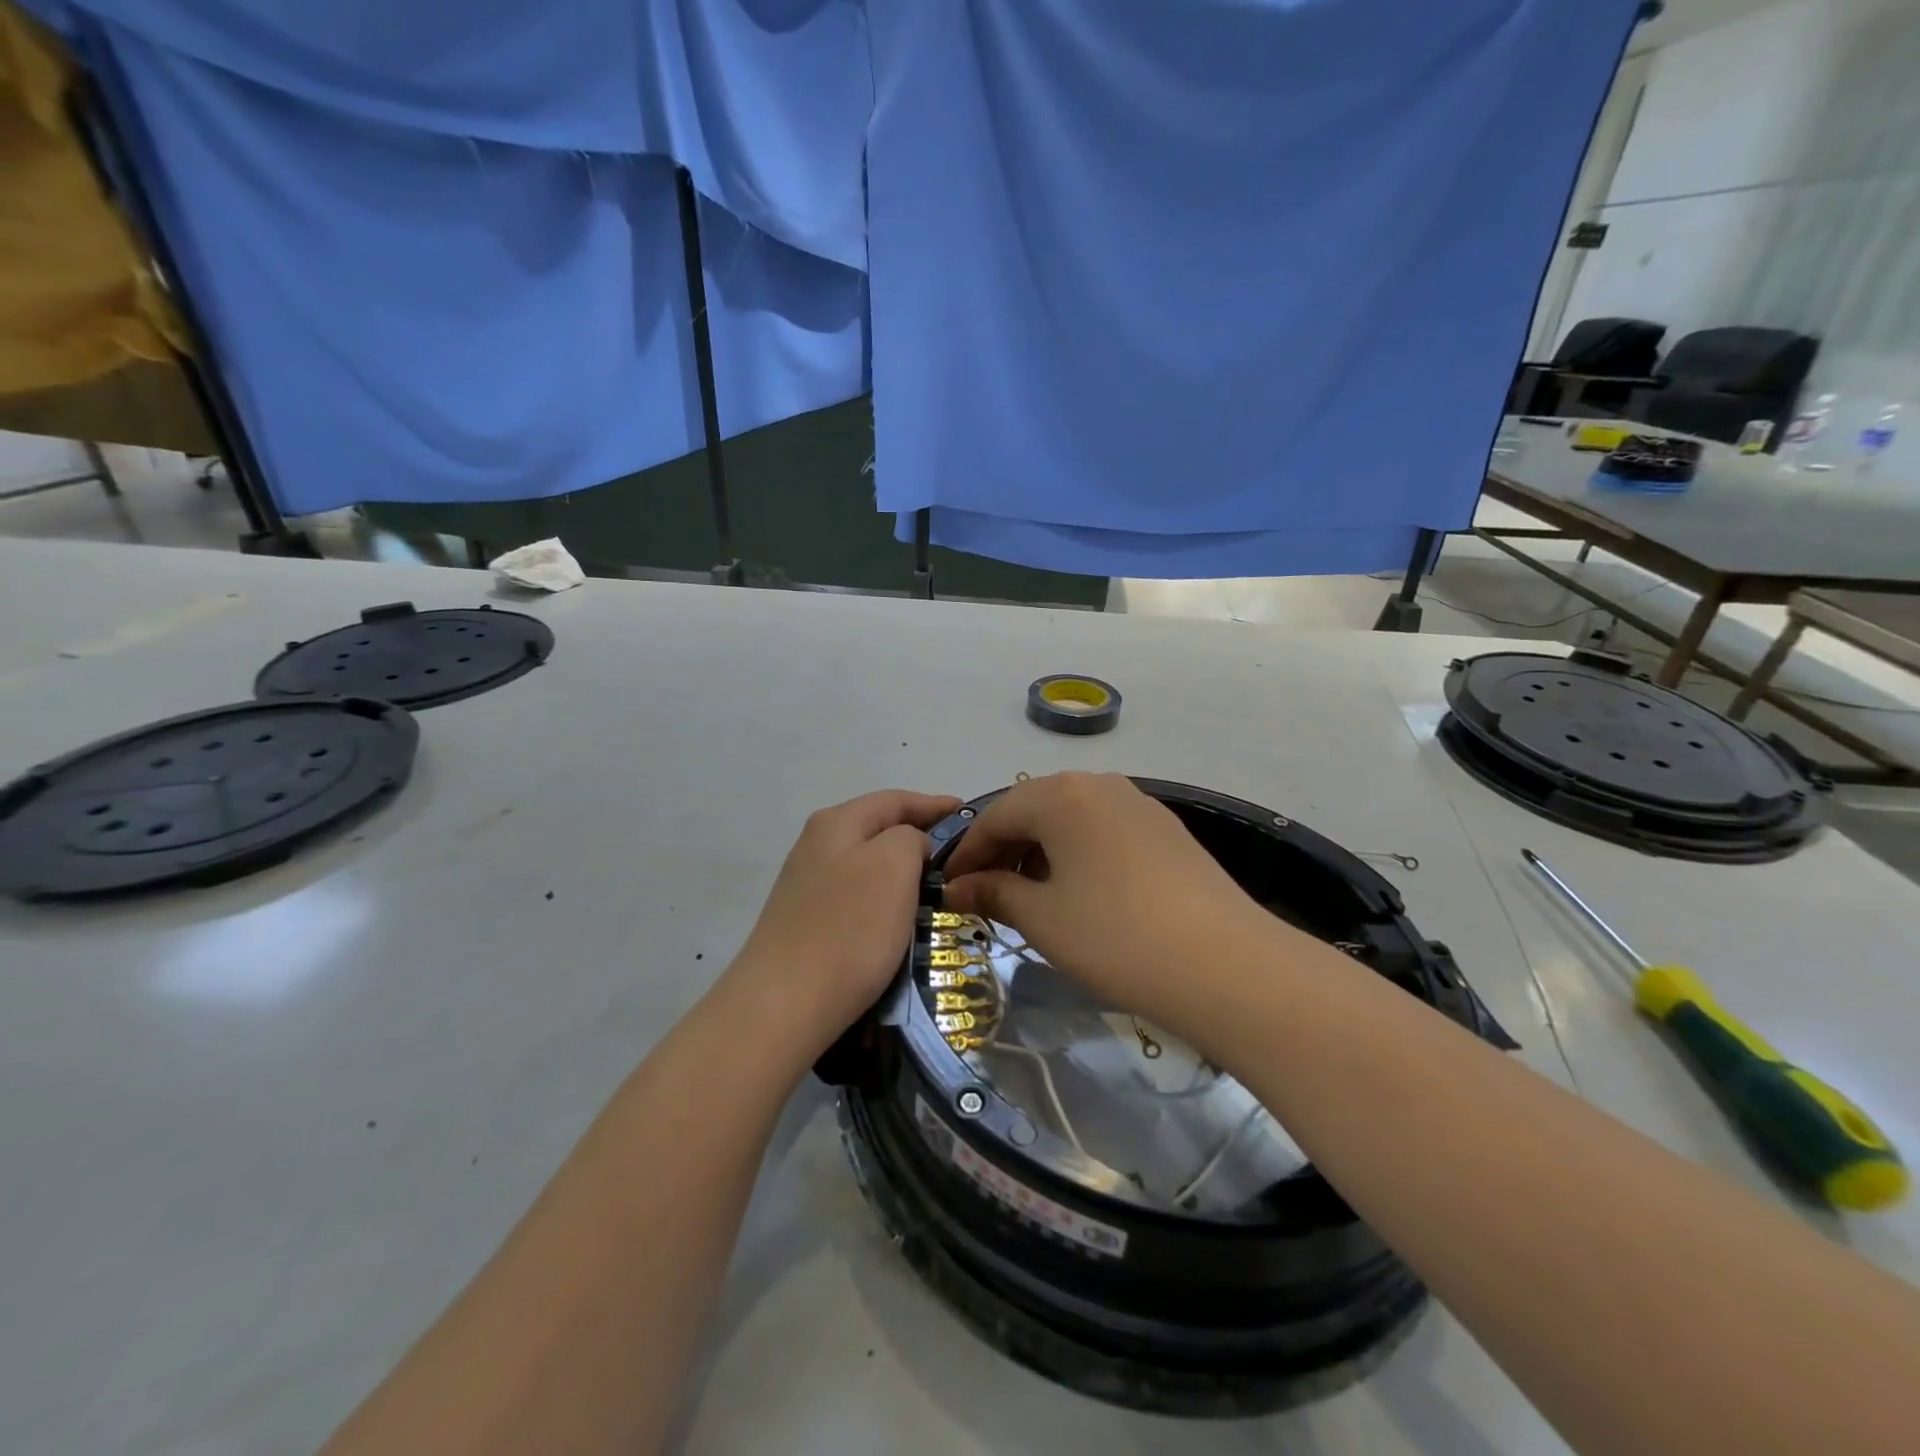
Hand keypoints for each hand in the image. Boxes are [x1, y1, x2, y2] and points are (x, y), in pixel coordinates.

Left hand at [730, 789, 960, 1058]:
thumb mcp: (894, 863)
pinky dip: (887, 902)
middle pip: (880, 830)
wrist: (784, 1006)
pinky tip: (903, 921)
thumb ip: (912, 837)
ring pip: (869, 867)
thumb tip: (911, 846)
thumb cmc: (849, 928)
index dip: (935, 805)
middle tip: (962, 856)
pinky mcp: (808, 923)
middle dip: (921, 838)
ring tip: (941, 888)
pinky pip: (859, 899)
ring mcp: (809, 886)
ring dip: (905, 873)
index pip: (896, 799)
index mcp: (837, 822)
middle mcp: (817, 846)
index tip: (970, 817)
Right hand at [943, 773, 1279, 1028]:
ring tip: (1029, 897)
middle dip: (1003, 851)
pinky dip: (1077, 855)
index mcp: (1060, 795)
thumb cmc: (1115, 936)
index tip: (949, 888)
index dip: (967, 853)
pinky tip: (1079, 893)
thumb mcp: (1042, 917)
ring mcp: (1138, 804)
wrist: (1227, 965)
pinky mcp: (1166, 830)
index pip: (995, 815)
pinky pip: (1103, 831)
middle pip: (1033, 811)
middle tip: (985, 895)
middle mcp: (1099, 785)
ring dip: (1040, 853)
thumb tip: (958, 887)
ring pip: (1070, 820)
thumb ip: (994, 892)